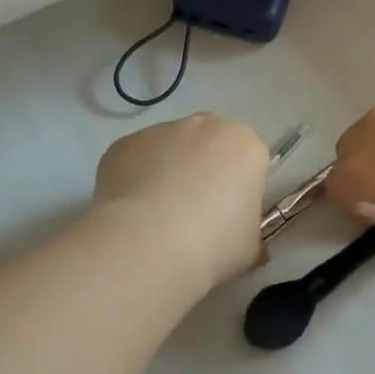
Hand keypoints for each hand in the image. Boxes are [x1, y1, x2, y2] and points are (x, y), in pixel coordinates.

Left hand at [93, 114, 269, 289]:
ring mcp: (161, 130)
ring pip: (170, 149)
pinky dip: (136, 179)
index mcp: (245, 145)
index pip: (249, 161)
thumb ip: (249, 232)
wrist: (147, 245)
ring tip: (157, 218)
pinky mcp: (125, 143)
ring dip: (168, 172)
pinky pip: (136, 159)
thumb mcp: (249, 247)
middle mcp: (205, 125)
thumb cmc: (212, 244)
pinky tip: (131, 214)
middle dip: (204, 170)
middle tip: (195, 214)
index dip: (240, 189)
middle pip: (210, 145)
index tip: (229, 217)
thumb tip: (243, 240)